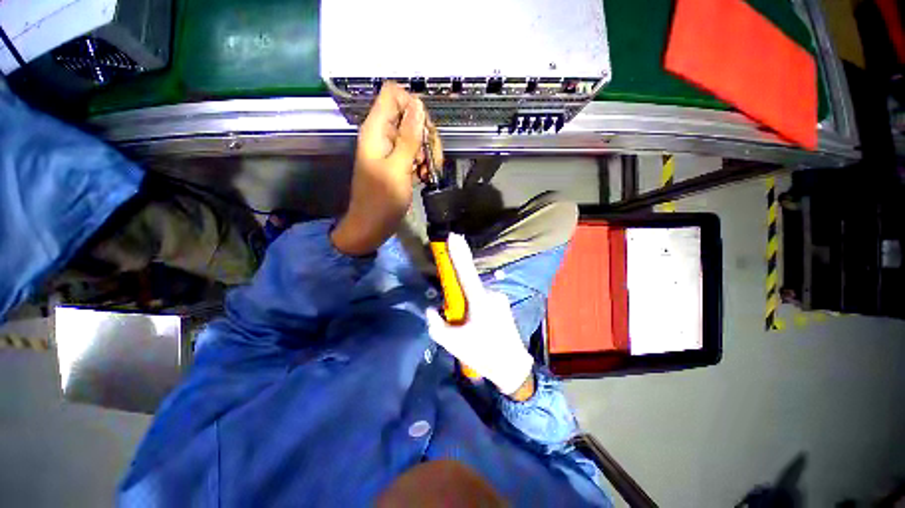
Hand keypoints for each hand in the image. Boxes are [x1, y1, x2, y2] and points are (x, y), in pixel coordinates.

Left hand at [332, 82, 440, 254]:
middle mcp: (384, 135)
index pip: (393, 94)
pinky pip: (416, 154)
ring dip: (428, 153)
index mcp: (376, 130)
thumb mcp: (398, 168)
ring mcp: (393, 150)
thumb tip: (418, 105)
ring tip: (426, 173)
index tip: (424, 132)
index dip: (413, 107)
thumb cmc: (381, 200)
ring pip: (418, 137)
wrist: (372, 226)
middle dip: (426, 136)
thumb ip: (409, 137)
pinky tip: (424, 178)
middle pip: (411, 116)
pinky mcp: (399, 163)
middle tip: (428, 160)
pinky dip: (424, 164)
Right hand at [425, 234, 534, 396]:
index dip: (459, 252)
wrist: (512, 366)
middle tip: (457, 319)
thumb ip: (436, 324)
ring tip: (469, 328)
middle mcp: (491, 293)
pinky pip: (483, 298)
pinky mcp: (502, 302)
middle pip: (468, 285)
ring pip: (475, 293)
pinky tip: (478, 326)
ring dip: (467, 304)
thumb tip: (431, 309)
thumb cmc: (482, 353)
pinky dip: (475, 306)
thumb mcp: (452, 343)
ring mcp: (499, 297)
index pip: (466, 271)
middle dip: (458, 296)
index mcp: (479, 301)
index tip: (453, 236)